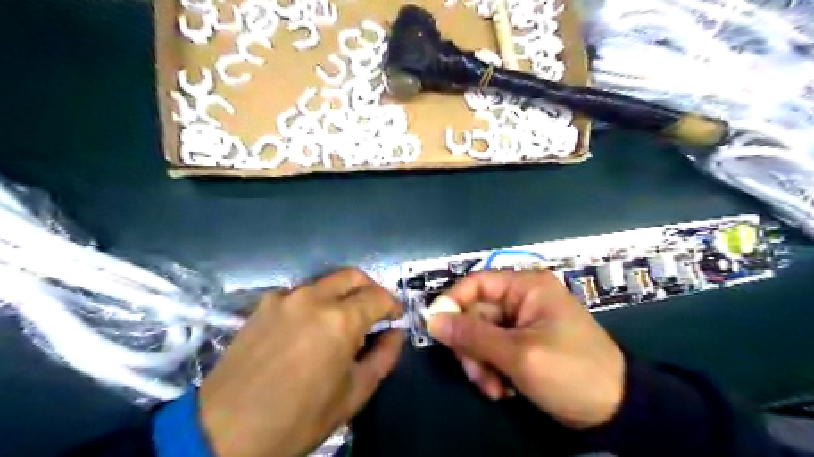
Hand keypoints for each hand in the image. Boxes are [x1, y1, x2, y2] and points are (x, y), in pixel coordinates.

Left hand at [199, 267, 402, 455]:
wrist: (224, 432)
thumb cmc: (299, 418)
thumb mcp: (353, 394)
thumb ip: (383, 357)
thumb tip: (396, 334)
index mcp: (340, 320)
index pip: (379, 295)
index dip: (392, 305)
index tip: (394, 317)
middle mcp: (313, 298)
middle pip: (353, 276)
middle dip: (370, 289)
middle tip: (373, 312)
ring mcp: (285, 297)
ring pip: (326, 282)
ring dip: (341, 295)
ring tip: (340, 323)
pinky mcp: (263, 304)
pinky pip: (300, 293)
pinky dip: (314, 303)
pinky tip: (307, 328)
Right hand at [427, 269, 624, 429]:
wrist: (615, 409)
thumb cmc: (571, 372)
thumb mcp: (519, 355)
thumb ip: (473, 336)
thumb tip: (432, 319)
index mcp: (525, 286)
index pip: (476, 283)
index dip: (452, 302)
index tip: (436, 329)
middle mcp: (521, 298)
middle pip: (475, 313)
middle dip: (471, 347)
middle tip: (476, 374)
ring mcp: (521, 321)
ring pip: (480, 334)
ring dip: (480, 363)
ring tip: (494, 388)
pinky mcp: (521, 342)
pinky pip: (492, 349)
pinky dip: (491, 368)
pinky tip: (503, 389)